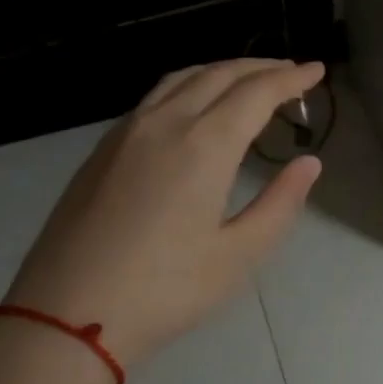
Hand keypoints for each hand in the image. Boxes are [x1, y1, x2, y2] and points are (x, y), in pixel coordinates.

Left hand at [1, 58, 324, 368]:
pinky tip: (195, 107)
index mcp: (203, 146)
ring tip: (248, 80)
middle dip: (260, 67)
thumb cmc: (165, 291)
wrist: (66, 316)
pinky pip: (154, 98)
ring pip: (180, 79)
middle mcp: (164, 124)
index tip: (316, 71)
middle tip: (291, 73)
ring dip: (221, 71)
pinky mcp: (102, 151)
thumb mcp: (239, 255)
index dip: (290, 79)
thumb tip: (308, 163)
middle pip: (218, 74)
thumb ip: (280, 203)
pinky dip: (189, 86)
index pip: (255, 93)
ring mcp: (125, 134)